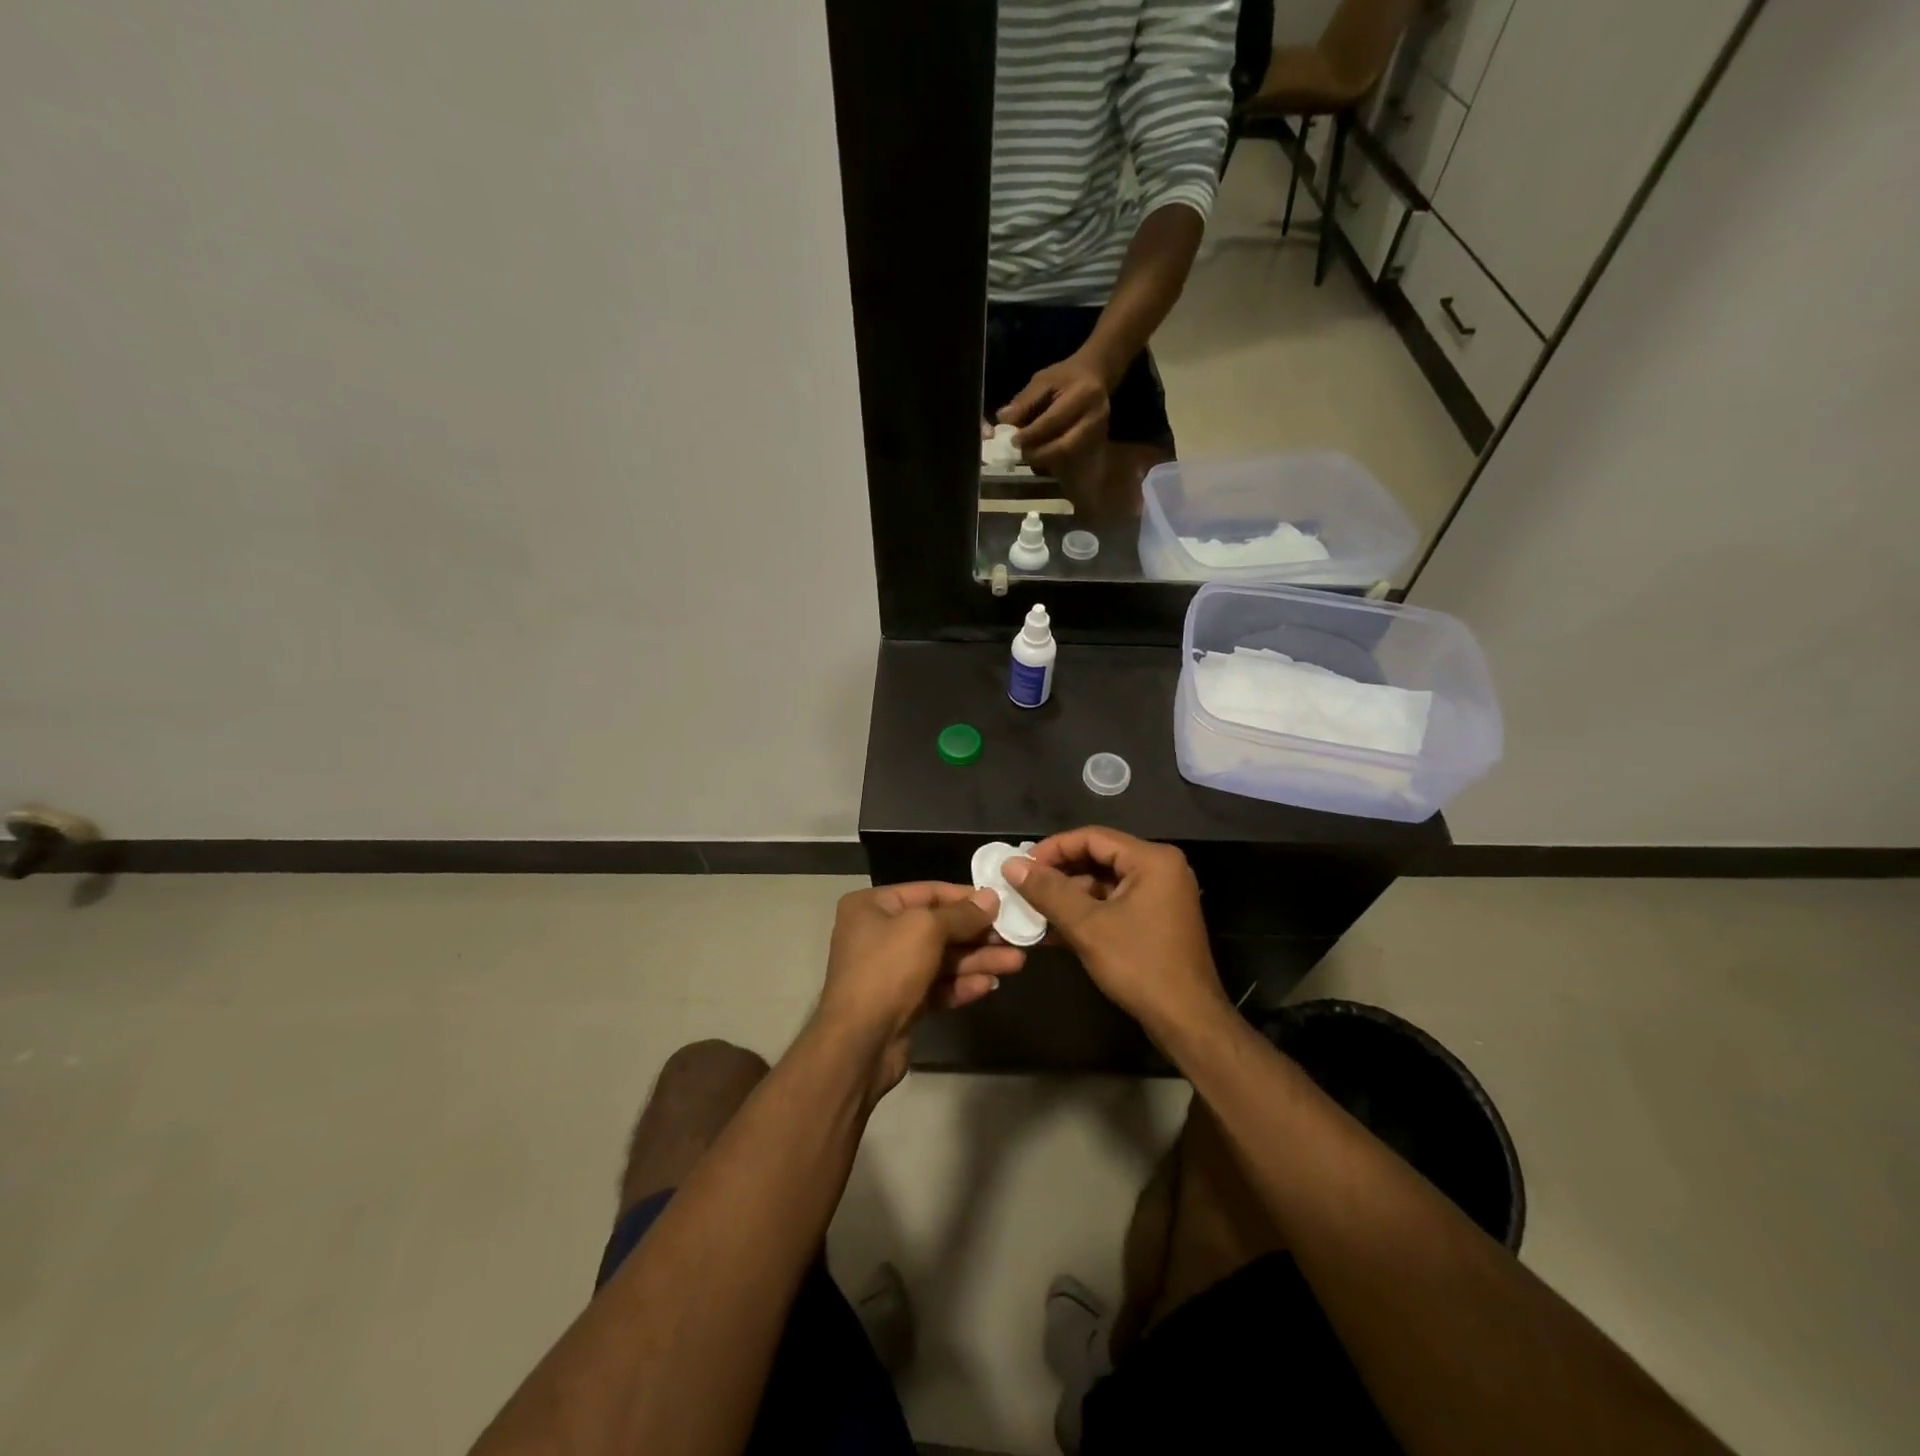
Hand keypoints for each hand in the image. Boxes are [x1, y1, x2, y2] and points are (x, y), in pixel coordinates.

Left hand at [816, 882, 1027, 1096]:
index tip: (1001, 902)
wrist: (858, 1044)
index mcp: (873, 906)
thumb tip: (990, 898)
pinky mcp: (901, 1003)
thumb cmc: (887, 970)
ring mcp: (889, 971)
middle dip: (977, 933)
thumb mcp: (926, 929)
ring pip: (942, 959)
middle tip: (1015, 936)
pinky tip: (989, 985)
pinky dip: (962, 984)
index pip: (928, 892)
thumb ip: (961, 914)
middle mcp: (878, 934)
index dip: (966, 897)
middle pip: (938, 927)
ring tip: (1016, 962)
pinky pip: (937, 986)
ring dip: (977, 960)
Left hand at [998, 350, 1112, 477]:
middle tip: (1022, 454)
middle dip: (1039, 454)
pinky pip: (1071, 458)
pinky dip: (1053, 460)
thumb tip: (1004, 419)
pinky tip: (1041, 454)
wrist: (1095, 375)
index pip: (1053, 421)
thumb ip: (1024, 400)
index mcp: (1083, 394)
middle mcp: (1095, 417)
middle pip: (1064, 446)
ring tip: (1029, 455)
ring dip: (1045, 460)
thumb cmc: (1066, 376)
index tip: (1013, 441)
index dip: (1031, 434)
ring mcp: (1098, 433)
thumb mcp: (1043, 380)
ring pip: (1068, 456)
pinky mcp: (1096, 442)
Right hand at [1002, 827, 1229, 1042]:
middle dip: (1059, 873)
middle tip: (1023, 886)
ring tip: (1032, 910)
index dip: (1052, 849)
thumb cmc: (1139, 965)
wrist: (1187, 1021)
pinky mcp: (1156, 920)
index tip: (1020, 866)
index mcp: (1152, 860)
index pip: (1092, 837)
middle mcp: (1161, 869)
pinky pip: (1114, 904)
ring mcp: (1161, 896)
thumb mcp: (1087, 925)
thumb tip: (1011, 865)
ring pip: (1104, 883)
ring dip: (1069, 896)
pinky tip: (1053, 930)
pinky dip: (1086, 913)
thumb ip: (1048, 891)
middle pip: (1099, 857)